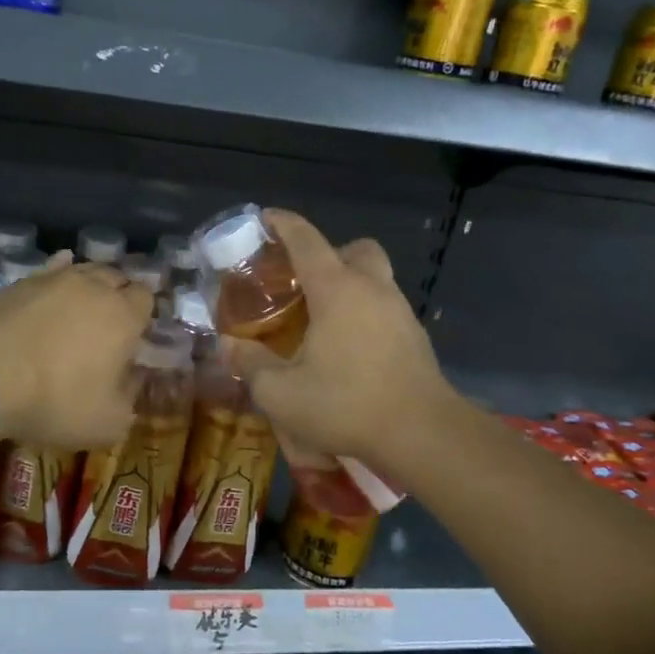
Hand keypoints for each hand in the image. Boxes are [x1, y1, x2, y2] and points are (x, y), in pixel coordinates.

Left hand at [0, 252, 153, 446]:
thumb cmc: (56, 400)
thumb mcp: (107, 422)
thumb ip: (128, 399)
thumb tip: (131, 381)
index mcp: (124, 316)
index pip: (146, 298)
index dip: (144, 312)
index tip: (137, 332)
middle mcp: (94, 287)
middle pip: (116, 277)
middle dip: (118, 294)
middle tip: (110, 320)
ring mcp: (54, 279)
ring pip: (82, 270)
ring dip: (88, 284)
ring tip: (82, 303)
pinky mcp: (19, 282)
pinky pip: (48, 271)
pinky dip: (56, 276)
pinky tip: (52, 285)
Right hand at [224, 209, 453, 463]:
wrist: (425, 435)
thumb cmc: (347, 404)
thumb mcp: (281, 393)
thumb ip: (250, 364)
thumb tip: (229, 345)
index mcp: (336, 289)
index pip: (306, 239)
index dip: (283, 223)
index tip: (264, 218)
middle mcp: (371, 288)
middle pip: (353, 249)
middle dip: (327, 254)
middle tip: (301, 281)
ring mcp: (400, 311)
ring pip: (374, 278)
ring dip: (347, 284)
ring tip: (319, 318)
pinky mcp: (415, 337)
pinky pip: (384, 307)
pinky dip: (363, 313)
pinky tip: (346, 348)